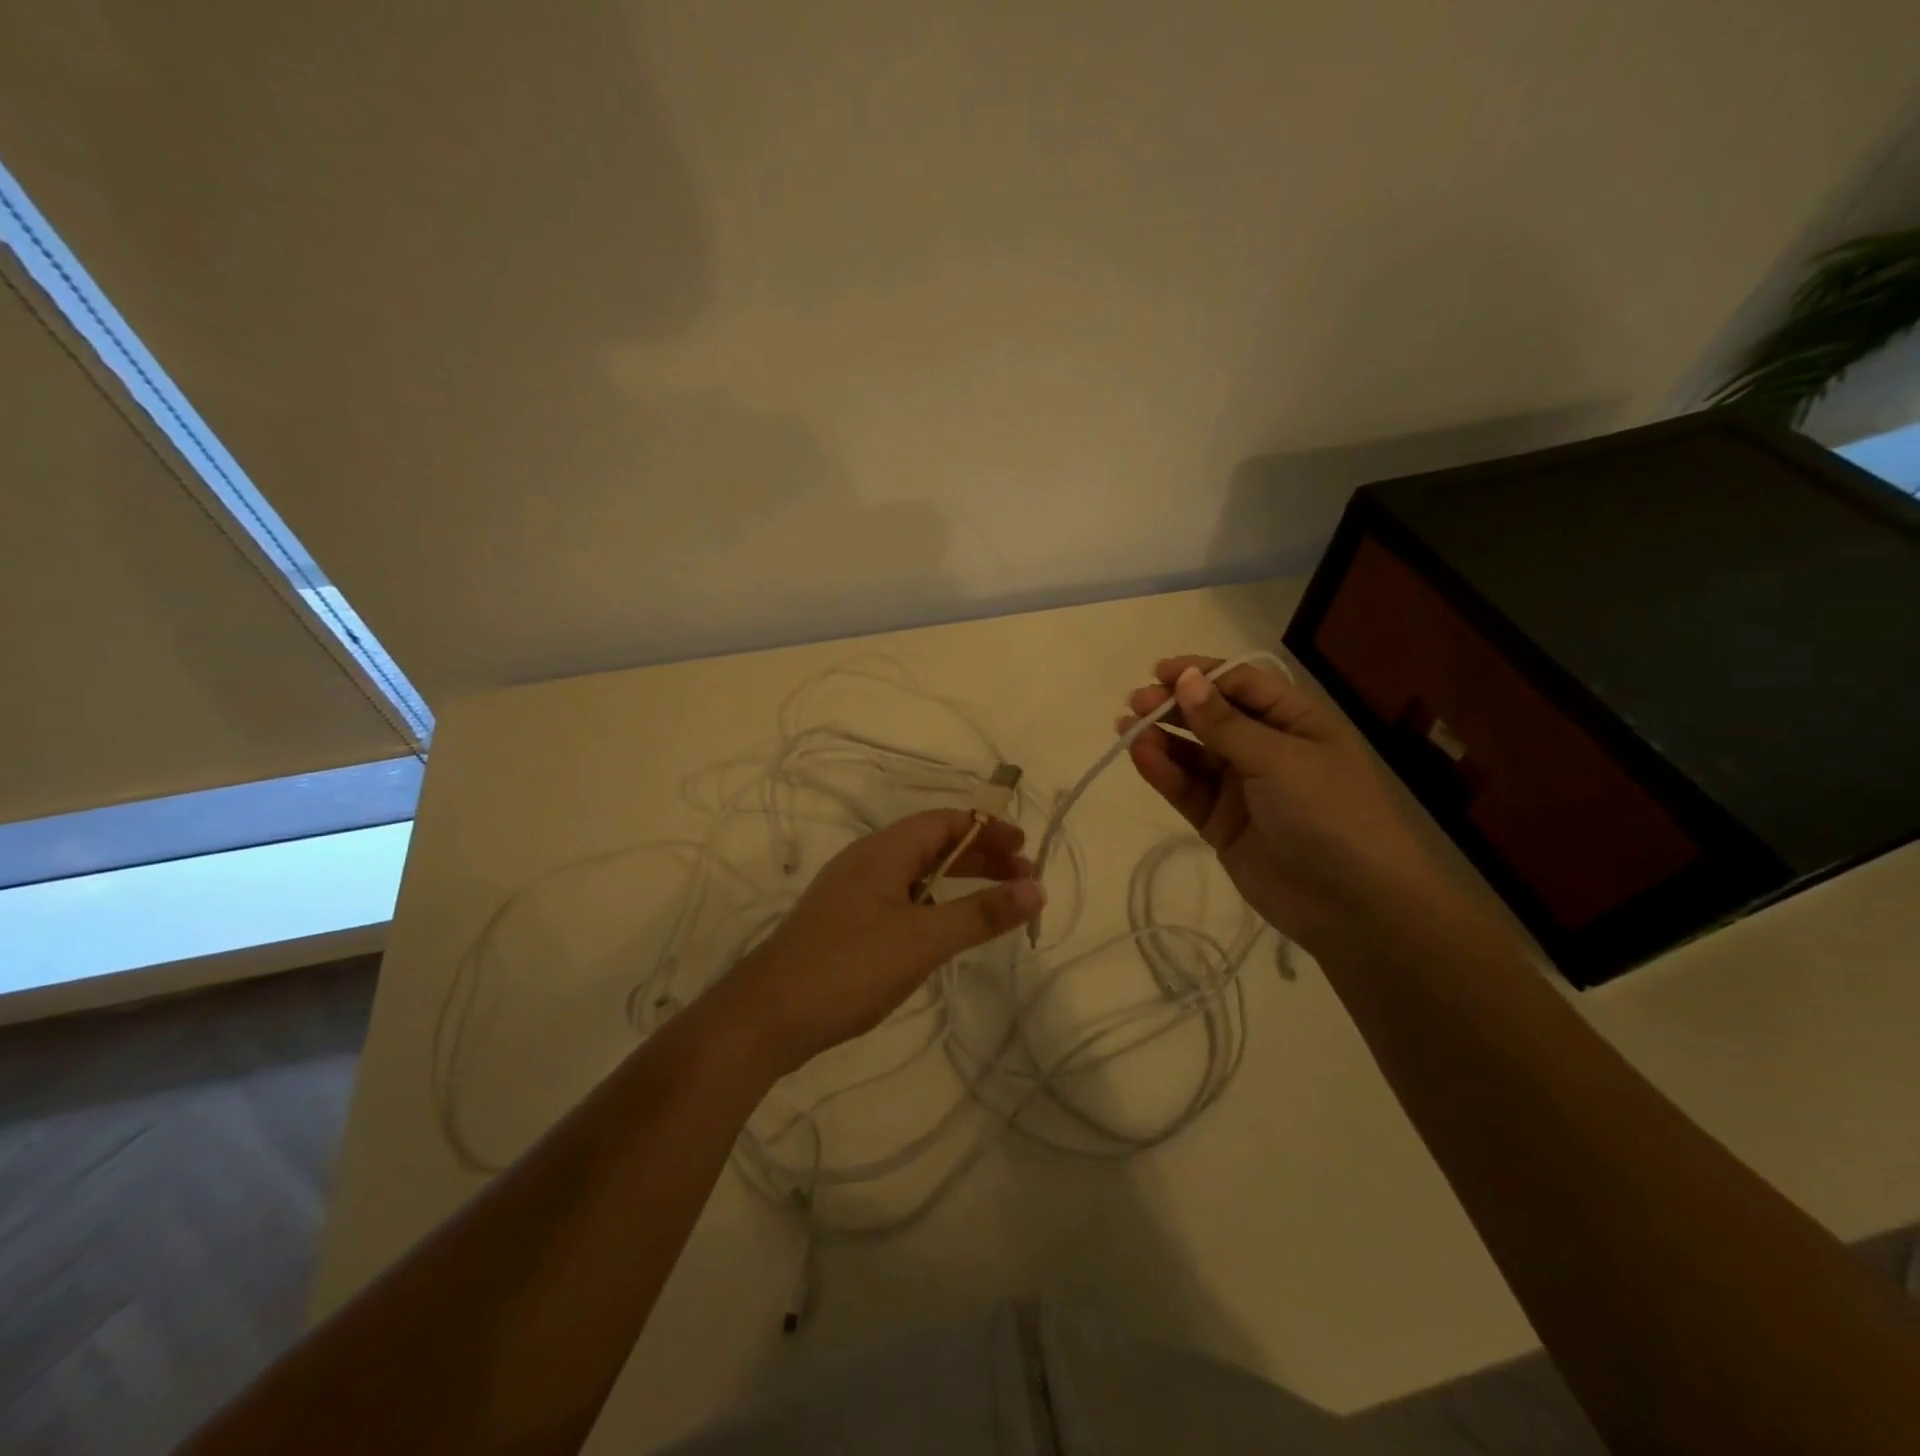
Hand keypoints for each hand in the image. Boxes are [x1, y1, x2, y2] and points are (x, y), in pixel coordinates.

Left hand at [711, 810, 1044, 1076]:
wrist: (766, 1016)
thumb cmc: (849, 967)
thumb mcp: (924, 939)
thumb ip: (981, 913)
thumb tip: (1037, 889)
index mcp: (883, 851)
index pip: (944, 821)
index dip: (988, 830)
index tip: (1026, 848)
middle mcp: (866, 862)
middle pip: (932, 845)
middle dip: (979, 857)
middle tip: (1021, 880)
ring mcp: (850, 894)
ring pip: (915, 875)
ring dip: (957, 882)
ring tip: (993, 905)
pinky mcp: (843, 924)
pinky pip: (899, 900)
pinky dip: (932, 906)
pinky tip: (943, 933)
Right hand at [1122, 656, 1454, 957]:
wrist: (1352, 904)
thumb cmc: (1327, 812)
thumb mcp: (1278, 758)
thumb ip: (1224, 723)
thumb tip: (1185, 679)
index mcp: (1296, 723)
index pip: (1242, 686)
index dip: (1202, 675)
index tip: (1160, 672)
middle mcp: (1267, 750)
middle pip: (1213, 718)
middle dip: (1174, 706)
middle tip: (1135, 702)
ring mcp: (1242, 789)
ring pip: (1194, 755)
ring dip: (1162, 739)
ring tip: (1126, 728)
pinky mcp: (1221, 823)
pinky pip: (1187, 790)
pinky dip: (1164, 773)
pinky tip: (1141, 756)